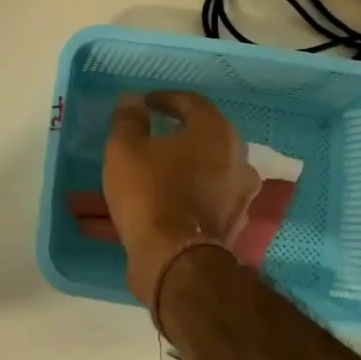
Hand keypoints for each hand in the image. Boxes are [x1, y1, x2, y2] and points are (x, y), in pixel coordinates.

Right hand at [102, 91, 260, 304]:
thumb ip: (128, 120)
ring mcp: (234, 199)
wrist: (174, 259)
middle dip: (163, 144)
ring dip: (157, 181)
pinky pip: (186, 210)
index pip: (193, 104)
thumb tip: (132, 101)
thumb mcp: (125, 149)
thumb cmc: (150, 192)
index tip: (145, 104)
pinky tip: (128, 219)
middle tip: (140, 142)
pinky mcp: (223, 230)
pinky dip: (162, 209)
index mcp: (216, 134)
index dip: (166, 100)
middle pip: (195, 144)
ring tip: (124, 187)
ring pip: (187, 182)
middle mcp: (235, 163)